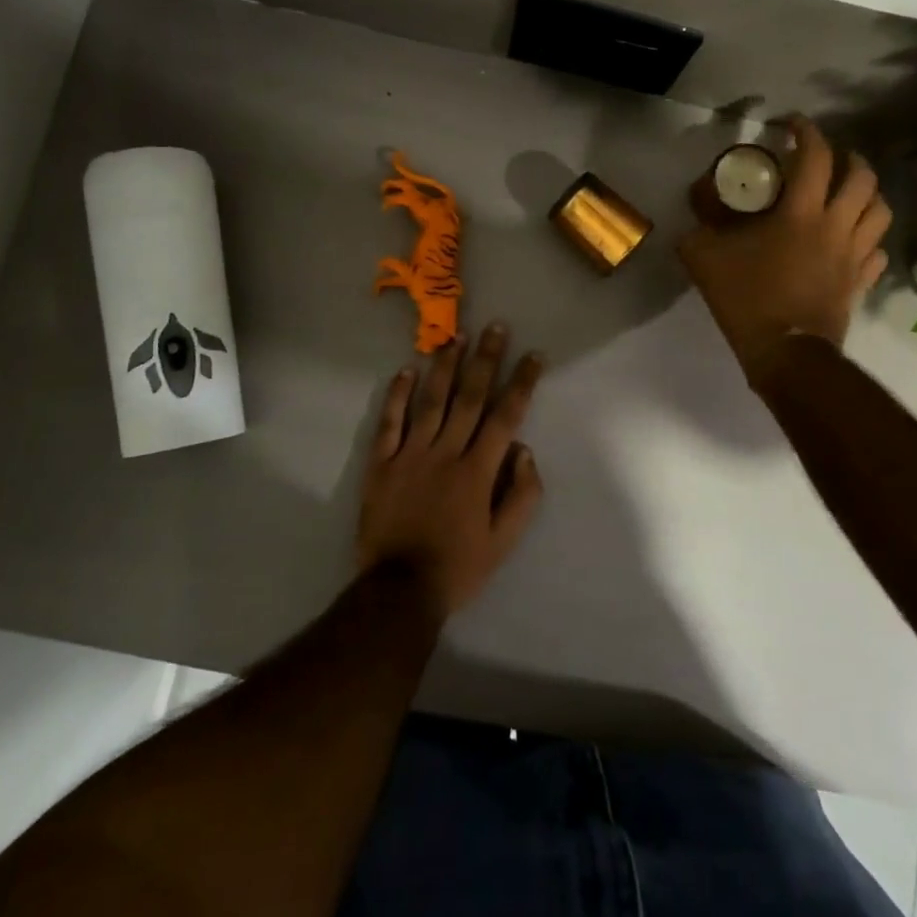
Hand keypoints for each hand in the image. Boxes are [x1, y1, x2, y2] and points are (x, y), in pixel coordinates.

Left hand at [357, 324, 545, 618]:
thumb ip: (521, 494)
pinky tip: (406, 370)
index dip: (522, 383)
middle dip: (485, 360)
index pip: (505, 416)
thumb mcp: (504, 541)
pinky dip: (397, 394)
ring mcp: (410, 454)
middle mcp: (446, 452)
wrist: (399, 589)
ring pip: (431, 401)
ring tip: (456, 337)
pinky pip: (390, 422)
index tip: (534, 356)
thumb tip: (523, 449)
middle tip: (495, 327)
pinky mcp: (382, 463)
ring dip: (445, 367)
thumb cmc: (458, 566)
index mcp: (477, 471)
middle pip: (469, 397)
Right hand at [679, 115, 890, 383]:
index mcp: (800, 214)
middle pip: (862, 178)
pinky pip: (877, 250)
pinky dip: (869, 237)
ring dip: (867, 193)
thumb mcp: (704, 257)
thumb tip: (699, 203)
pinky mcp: (860, 281)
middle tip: (830, 157)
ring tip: (849, 192)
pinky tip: (853, 240)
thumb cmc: (746, 299)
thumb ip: (699, 225)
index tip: (792, 125)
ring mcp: (854, 255)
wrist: (785, 353)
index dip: (807, 132)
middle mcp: (836, 226)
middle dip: (849, 158)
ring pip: (880, 210)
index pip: (815, 157)